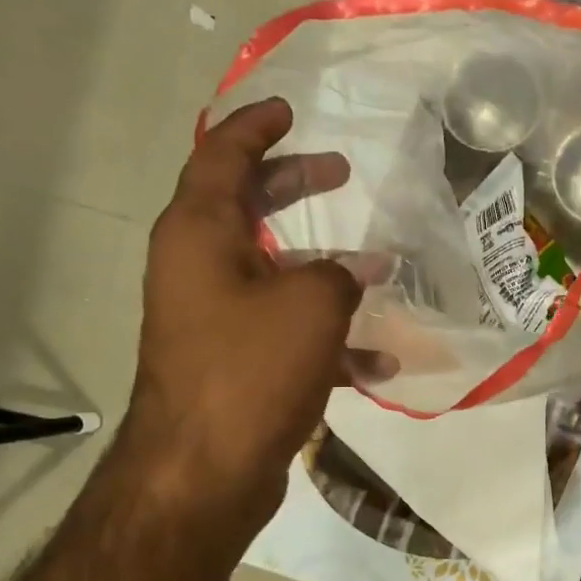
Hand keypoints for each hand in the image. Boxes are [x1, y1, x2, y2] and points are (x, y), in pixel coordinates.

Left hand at [124, 97, 362, 534]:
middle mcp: (200, 268)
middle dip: (293, 187)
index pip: (222, 156)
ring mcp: (216, 319)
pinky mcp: (236, 364)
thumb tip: (352, 273)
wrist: (205, 469)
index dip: (256, 127)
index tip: (290, 111)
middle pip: (247, 208)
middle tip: (338, 173)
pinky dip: (329, 338)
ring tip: (380, 269)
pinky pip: (287, 333)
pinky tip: (380, 362)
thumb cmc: (252, 369)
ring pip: (275, 275)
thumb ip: (340, 274)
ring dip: (325, 269)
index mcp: (201, 234)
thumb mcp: (312, 305)